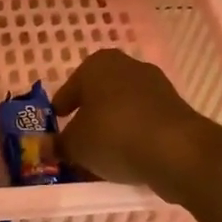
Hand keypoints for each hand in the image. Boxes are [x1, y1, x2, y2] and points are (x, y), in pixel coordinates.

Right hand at [54, 49, 216, 191]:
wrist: (176, 150)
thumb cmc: (113, 135)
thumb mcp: (75, 145)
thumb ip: (58, 144)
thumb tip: (46, 146)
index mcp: (98, 64)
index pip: (70, 89)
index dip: (60, 110)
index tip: (55, 127)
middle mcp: (128, 66)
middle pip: (98, 95)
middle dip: (88, 117)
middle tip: (77, 141)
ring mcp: (156, 85)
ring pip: (122, 108)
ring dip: (112, 127)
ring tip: (102, 155)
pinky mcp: (175, 108)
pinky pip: (143, 121)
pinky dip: (133, 135)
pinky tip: (127, 157)